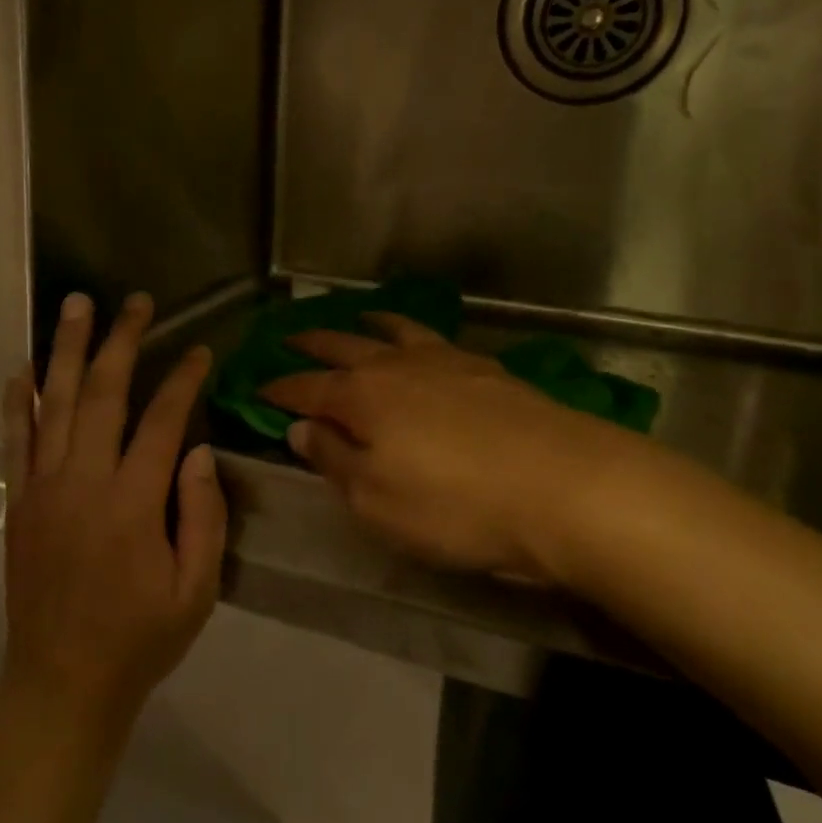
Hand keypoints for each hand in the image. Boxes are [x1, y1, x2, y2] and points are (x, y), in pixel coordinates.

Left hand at [0, 292, 227, 732]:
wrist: (62, 682)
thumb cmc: (140, 637)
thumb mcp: (196, 589)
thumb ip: (203, 516)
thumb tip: (197, 450)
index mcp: (132, 502)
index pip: (162, 420)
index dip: (183, 379)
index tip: (199, 350)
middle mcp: (83, 481)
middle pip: (102, 393)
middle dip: (121, 340)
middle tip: (136, 302)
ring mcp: (43, 488)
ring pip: (54, 403)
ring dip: (66, 349)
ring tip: (76, 305)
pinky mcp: (18, 502)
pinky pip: (15, 440)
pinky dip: (17, 401)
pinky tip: (20, 368)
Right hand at [261, 314, 652, 580]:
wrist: (564, 486)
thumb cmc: (455, 505)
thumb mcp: (377, 500)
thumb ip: (335, 460)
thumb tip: (301, 429)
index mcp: (362, 397)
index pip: (307, 389)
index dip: (280, 389)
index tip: (257, 387)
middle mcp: (397, 366)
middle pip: (344, 347)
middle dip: (313, 344)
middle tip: (291, 338)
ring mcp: (446, 361)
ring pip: (395, 332)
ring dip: (369, 325)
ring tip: (359, 317)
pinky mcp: (487, 370)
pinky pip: (437, 340)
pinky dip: (416, 335)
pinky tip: (424, 346)